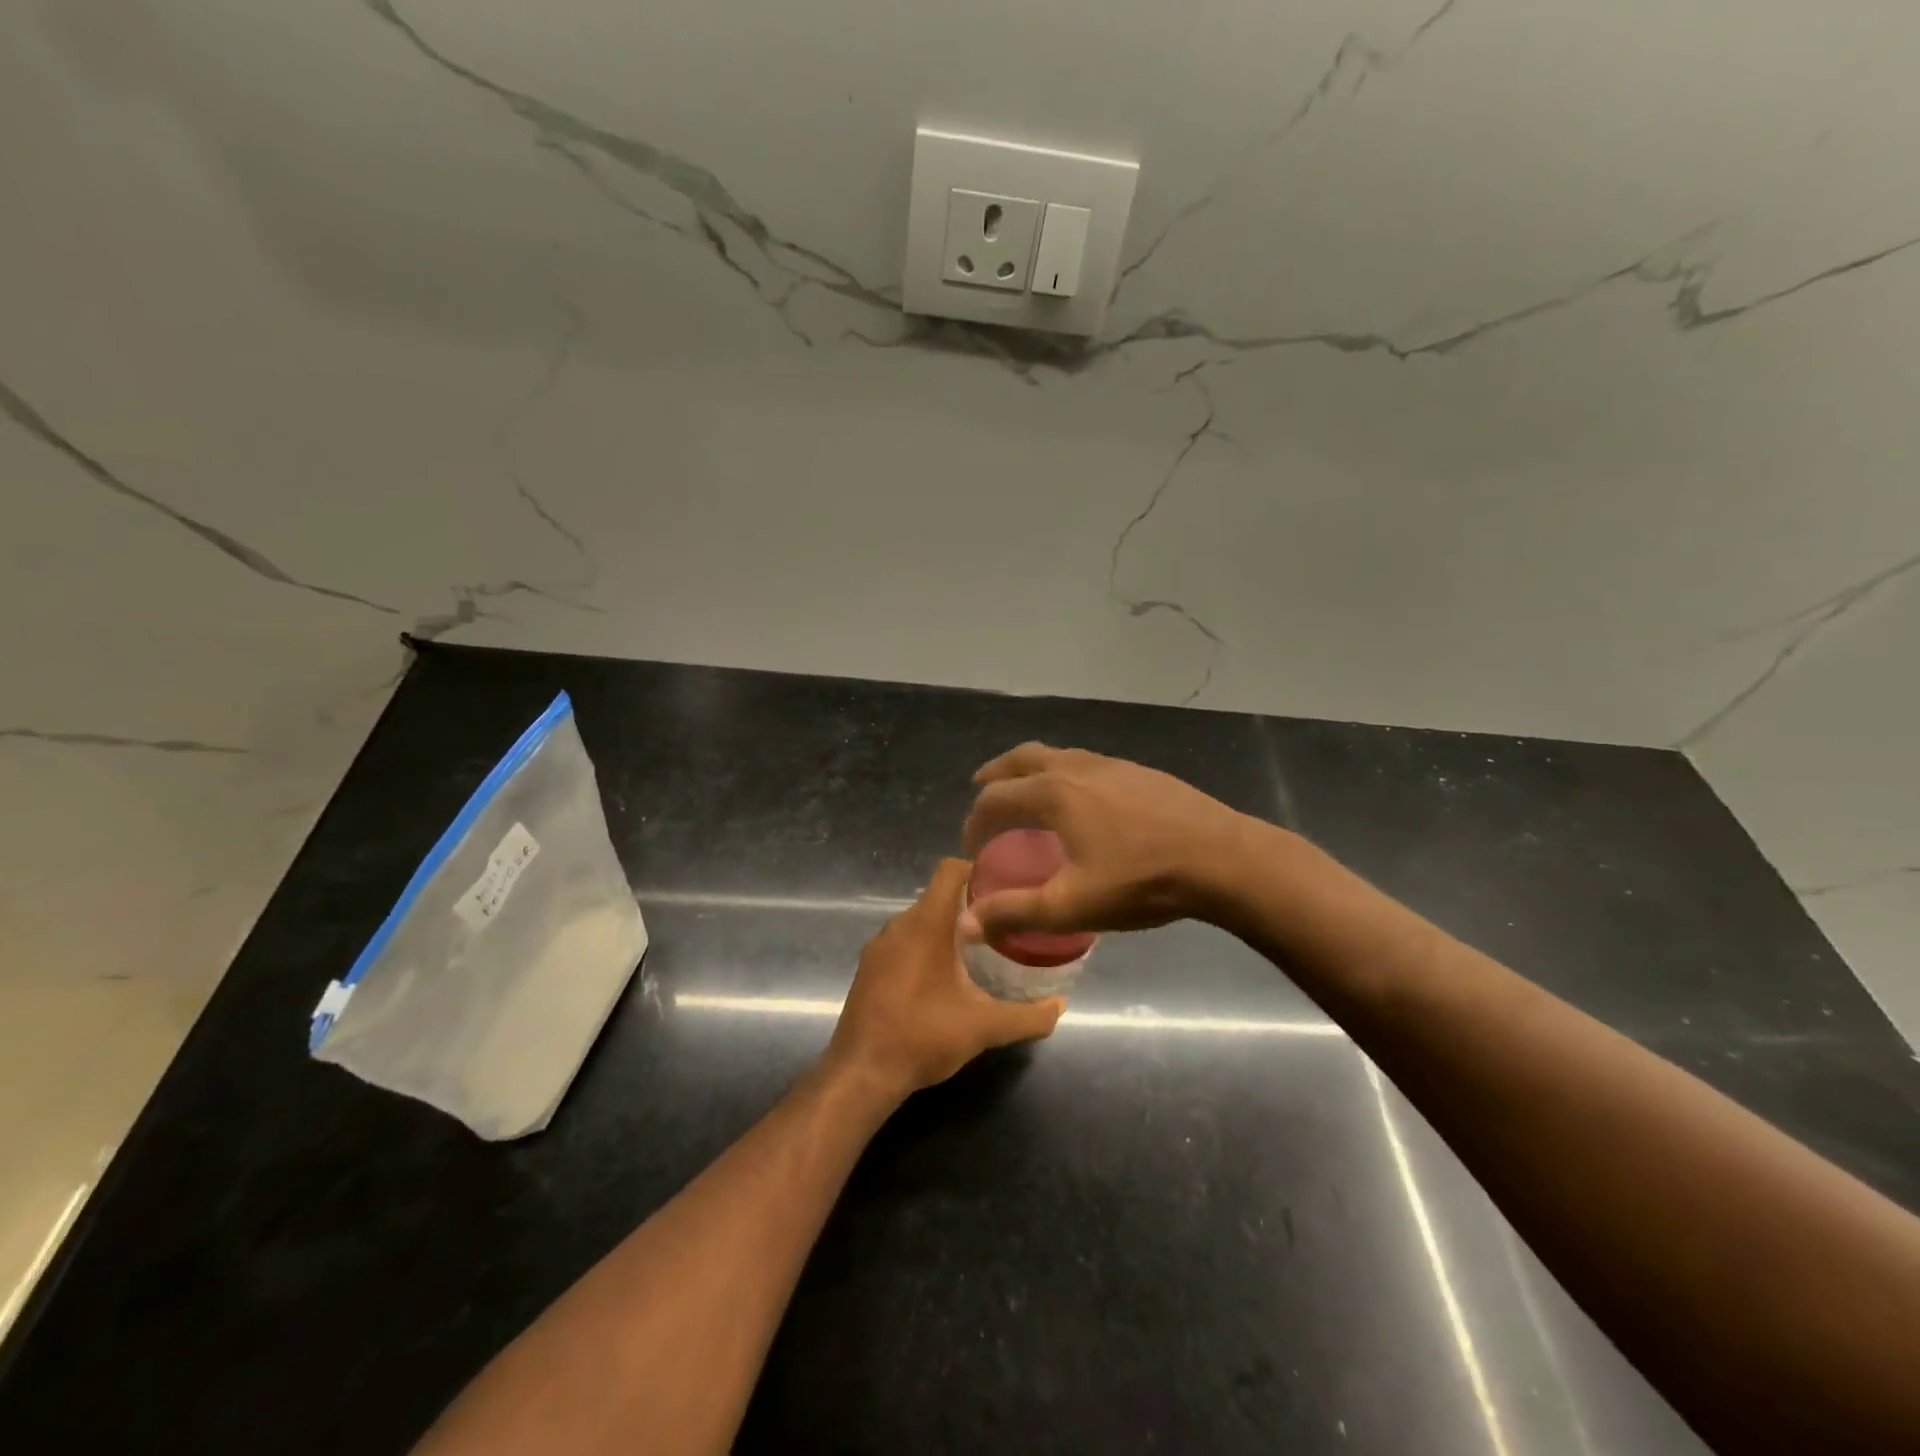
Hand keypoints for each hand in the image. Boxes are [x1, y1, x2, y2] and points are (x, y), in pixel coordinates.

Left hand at [825, 858, 1063, 1099]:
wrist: (861, 1073)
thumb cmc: (923, 1035)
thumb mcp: (984, 1027)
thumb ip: (1027, 1016)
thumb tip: (1060, 1006)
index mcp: (926, 923)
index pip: (950, 870)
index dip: (976, 869)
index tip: (1004, 886)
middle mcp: (899, 925)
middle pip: (937, 896)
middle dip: (968, 905)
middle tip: (1001, 924)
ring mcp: (879, 946)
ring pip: (918, 921)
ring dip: (945, 929)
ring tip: (977, 951)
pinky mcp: (869, 968)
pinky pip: (902, 942)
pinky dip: (924, 947)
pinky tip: (942, 978)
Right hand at [959, 742, 1255, 941]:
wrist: (1222, 858)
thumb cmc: (1141, 881)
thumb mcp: (1072, 906)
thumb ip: (1015, 913)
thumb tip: (965, 925)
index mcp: (1054, 793)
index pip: (996, 797)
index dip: (975, 820)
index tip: (971, 845)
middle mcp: (1076, 767)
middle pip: (1022, 758)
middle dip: (996, 774)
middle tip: (982, 790)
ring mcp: (1111, 764)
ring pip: (1057, 755)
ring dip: (1031, 770)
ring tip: (1028, 793)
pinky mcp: (1139, 772)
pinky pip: (1086, 763)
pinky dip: (1064, 773)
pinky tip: (1082, 800)